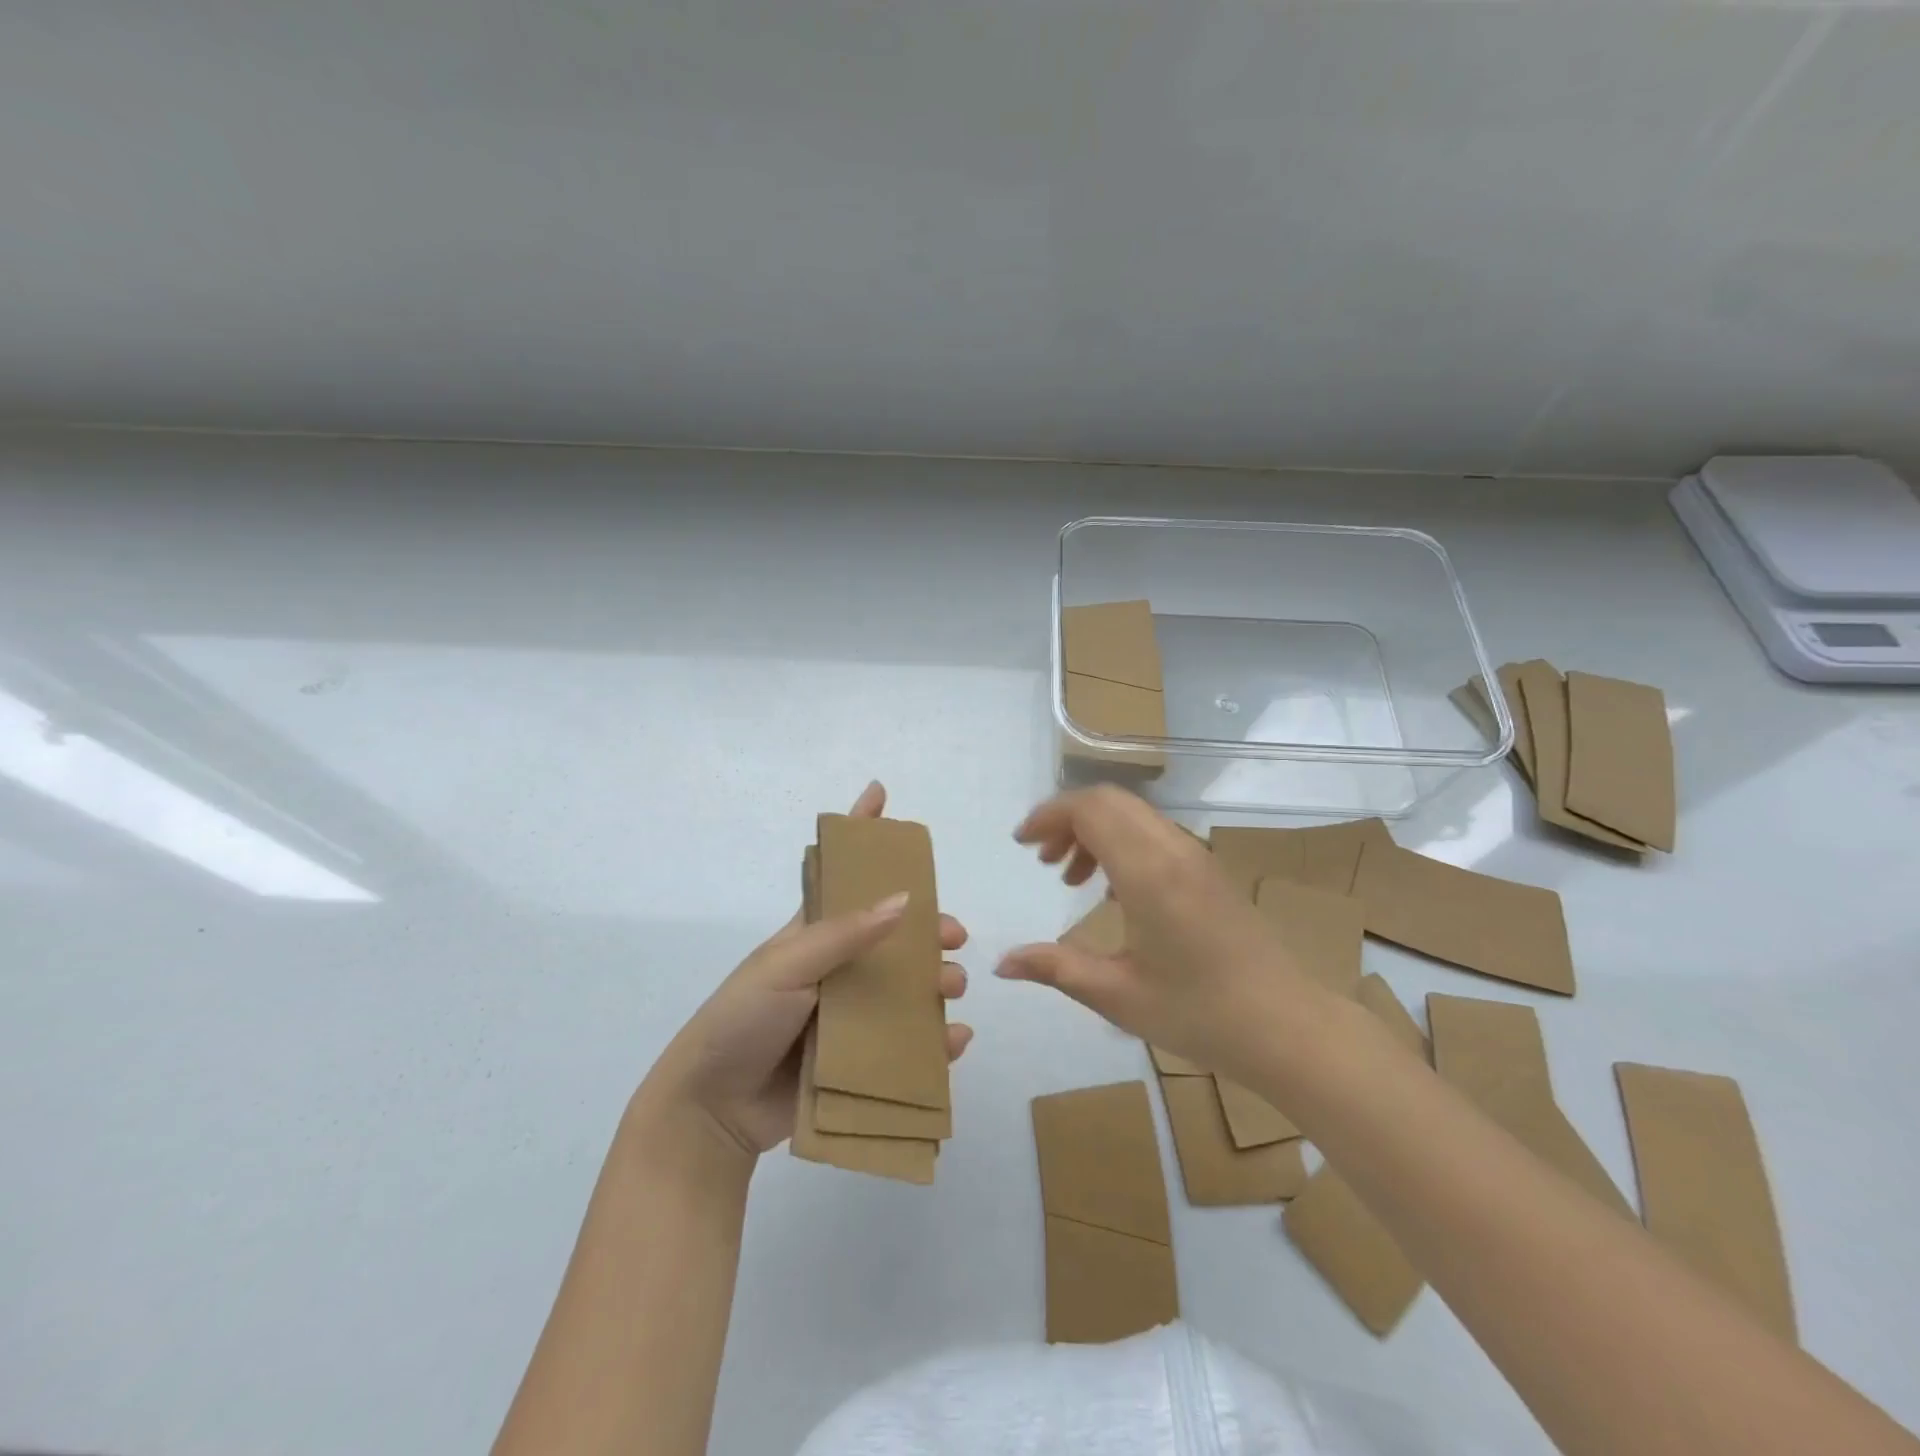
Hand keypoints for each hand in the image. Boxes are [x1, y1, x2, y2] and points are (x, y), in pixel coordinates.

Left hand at [643, 781, 971, 1157]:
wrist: (713, 1110)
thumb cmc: (741, 1020)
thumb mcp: (786, 966)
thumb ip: (843, 934)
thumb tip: (905, 899)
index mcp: (813, 935)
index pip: (841, 874)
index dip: (860, 833)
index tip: (879, 793)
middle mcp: (836, 967)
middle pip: (892, 935)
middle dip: (928, 928)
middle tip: (954, 936)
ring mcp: (849, 1013)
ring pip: (906, 987)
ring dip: (936, 982)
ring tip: (950, 989)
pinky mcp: (859, 1059)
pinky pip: (907, 1042)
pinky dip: (936, 1040)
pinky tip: (954, 1039)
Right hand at [995, 786, 1323, 1076]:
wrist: (1288, 1027)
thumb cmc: (1198, 1013)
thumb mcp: (1117, 995)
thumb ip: (1055, 968)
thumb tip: (1002, 963)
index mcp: (1148, 872)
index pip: (1090, 809)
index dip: (1049, 815)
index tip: (1021, 843)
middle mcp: (1172, 850)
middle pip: (1110, 801)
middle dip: (1066, 818)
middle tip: (1041, 858)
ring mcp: (1196, 856)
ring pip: (1133, 814)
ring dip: (1094, 830)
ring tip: (1069, 877)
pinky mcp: (1208, 870)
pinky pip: (1153, 834)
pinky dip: (1121, 843)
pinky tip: (1111, 890)